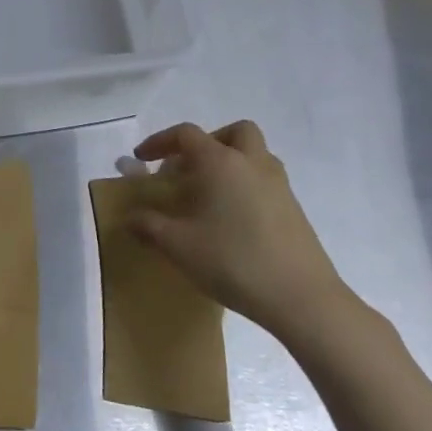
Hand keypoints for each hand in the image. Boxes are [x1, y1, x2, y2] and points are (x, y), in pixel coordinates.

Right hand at [129, 120, 359, 349]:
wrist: (301, 298)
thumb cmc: (233, 261)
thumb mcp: (178, 246)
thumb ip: (149, 226)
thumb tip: (130, 217)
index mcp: (221, 162)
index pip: (186, 134)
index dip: (159, 141)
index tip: (141, 158)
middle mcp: (252, 163)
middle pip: (233, 132)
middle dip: (208, 142)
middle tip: (189, 168)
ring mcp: (278, 185)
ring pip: (254, 154)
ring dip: (230, 162)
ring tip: (209, 194)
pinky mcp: (294, 208)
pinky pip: (265, 180)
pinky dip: (246, 185)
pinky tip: (232, 219)